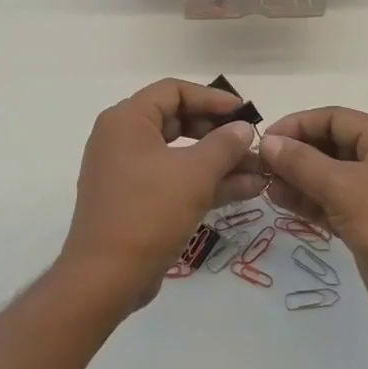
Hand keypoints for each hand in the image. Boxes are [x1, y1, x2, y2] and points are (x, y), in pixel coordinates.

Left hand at [59, 79, 263, 309]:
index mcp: (127, 120)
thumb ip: (224, 145)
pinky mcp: (136, 201)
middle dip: (219, 133)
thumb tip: (243, 128)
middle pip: (177, 121)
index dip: (212, 98)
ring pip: (180, 155)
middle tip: (252, 143)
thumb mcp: (195, 174)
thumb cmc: (149, 212)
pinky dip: (205, 183)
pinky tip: (246, 190)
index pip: (173, 91)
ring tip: (261, 171)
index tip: (244, 112)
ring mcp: (127, 172)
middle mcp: (123, 139)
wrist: (106, 277)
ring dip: (220, 162)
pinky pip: (174, 180)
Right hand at [260, 107, 367, 337]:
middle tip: (261, 168)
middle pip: (333, 145)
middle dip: (296, 154)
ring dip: (299, 179)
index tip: (265, 141)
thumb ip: (302, 163)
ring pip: (332, 176)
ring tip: (265, 188)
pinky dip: (312, 202)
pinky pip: (337, 202)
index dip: (298, 125)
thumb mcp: (344, 189)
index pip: (335, 118)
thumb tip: (269, 142)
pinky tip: (283, 203)